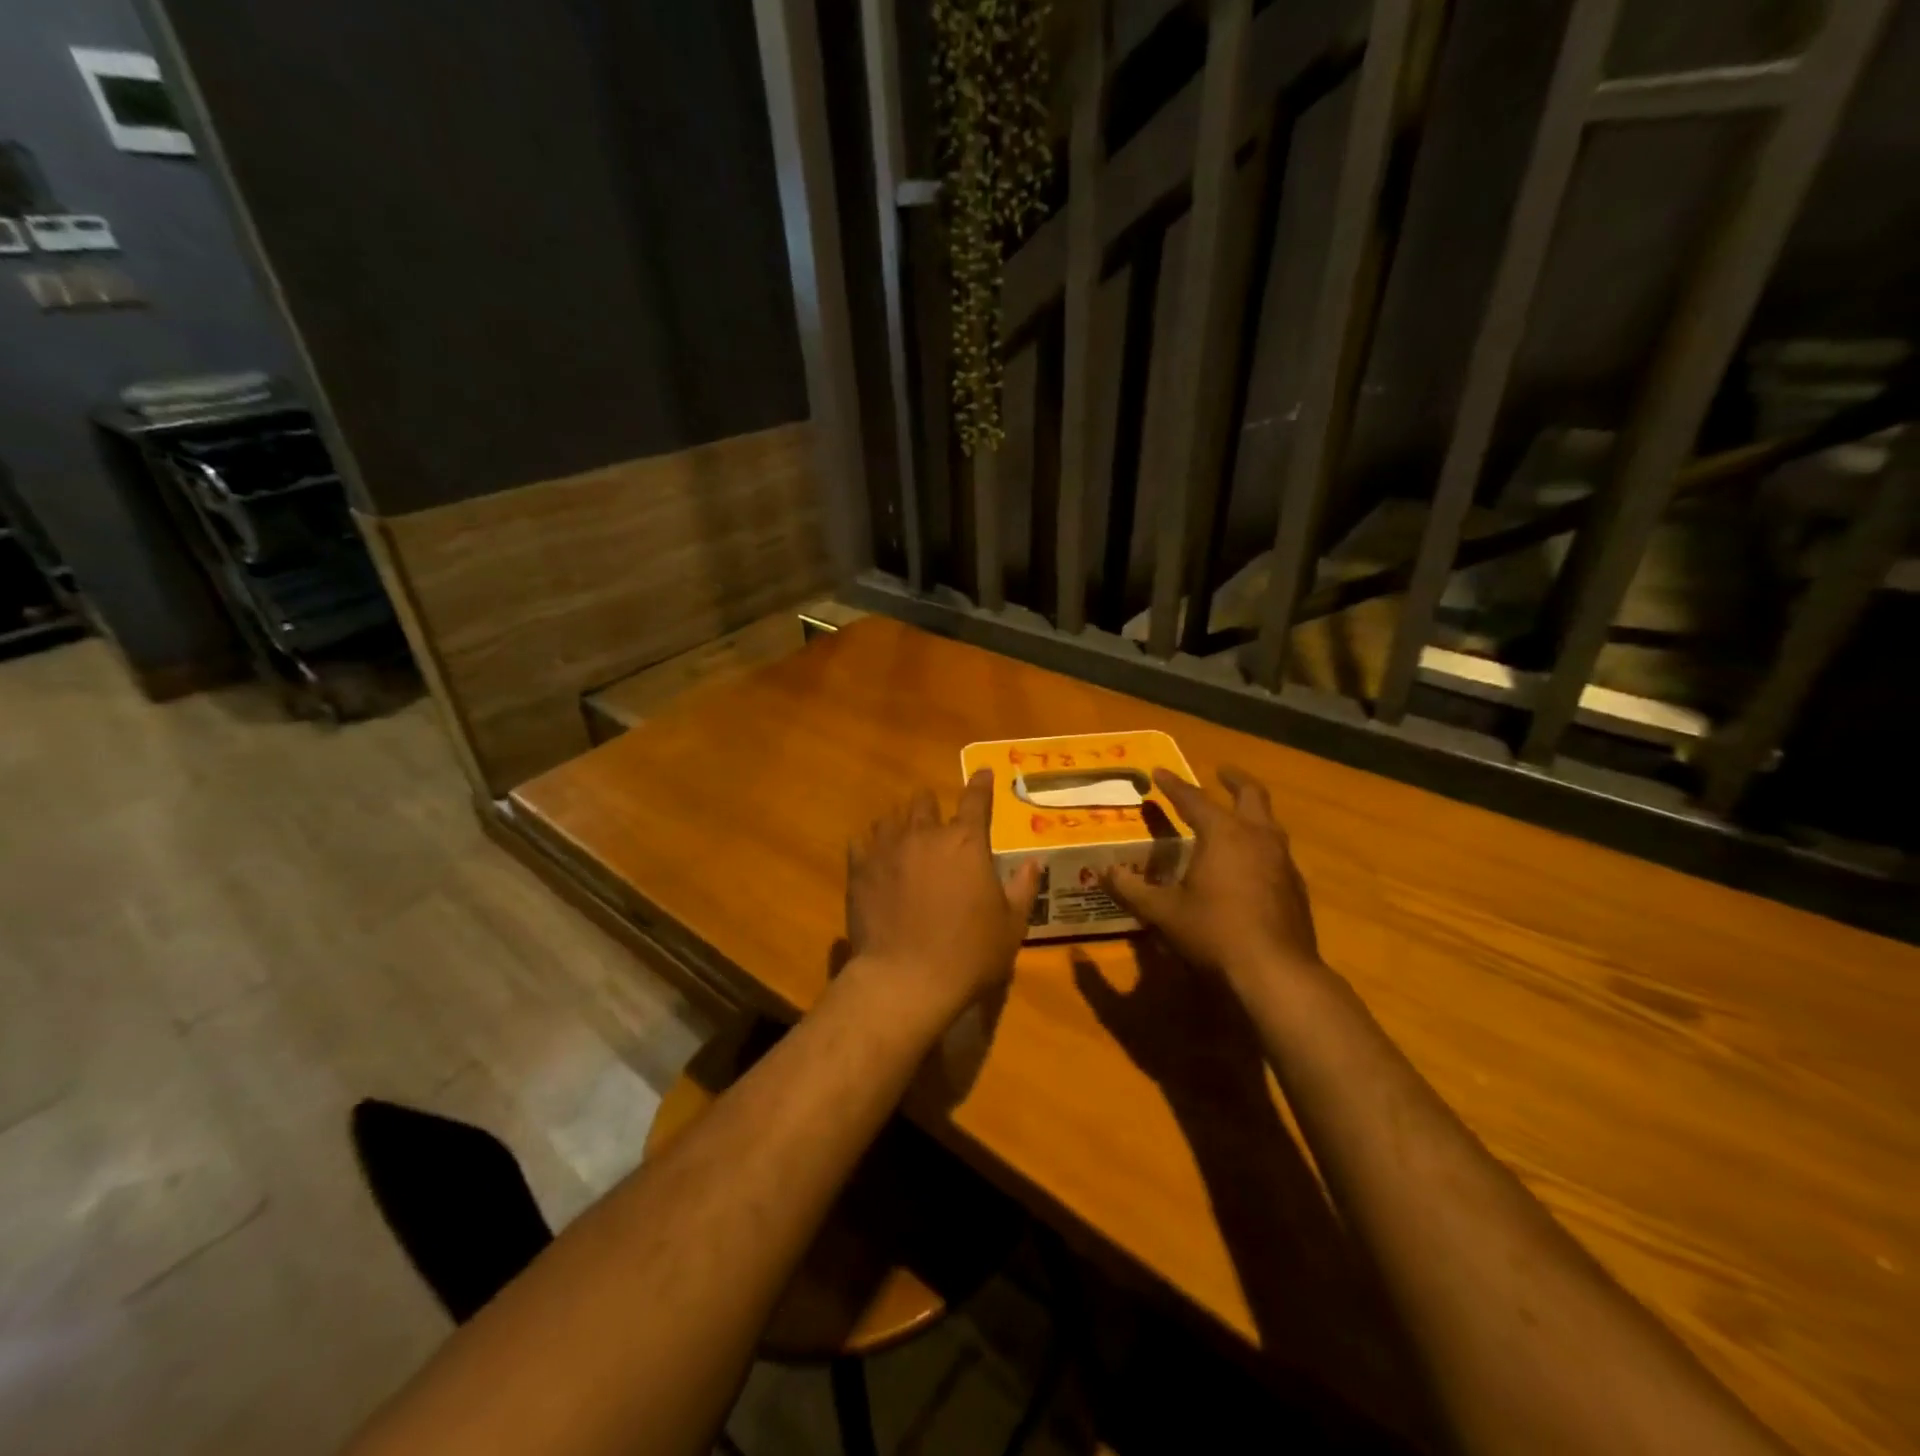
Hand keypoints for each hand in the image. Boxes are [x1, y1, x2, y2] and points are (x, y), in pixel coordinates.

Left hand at [845, 769, 1043, 1025]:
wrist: (905, 980)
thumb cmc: (969, 954)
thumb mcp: (1011, 925)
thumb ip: (1022, 888)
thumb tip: (1034, 862)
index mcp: (966, 842)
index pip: (976, 801)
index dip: (981, 785)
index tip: (983, 773)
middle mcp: (925, 835)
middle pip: (924, 801)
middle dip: (931, 804)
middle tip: (934, 816)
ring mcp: (887, 849)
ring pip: (890, 818)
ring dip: (900, 822)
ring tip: (902, 835)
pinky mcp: (859, 869)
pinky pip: (860, 843)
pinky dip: (869, 845)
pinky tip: (872, 855)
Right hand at [1105, 766, 1325, 996]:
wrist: (1276, 972)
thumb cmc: (1214, 933)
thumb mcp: (1164, 912)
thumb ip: (1132, 890)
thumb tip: (1104, 872)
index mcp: (1223, 834)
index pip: (1193, 799)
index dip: (1174, 785)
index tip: (1159, 772)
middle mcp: (1257, 837)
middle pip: (1251, 795)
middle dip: (1234, 780)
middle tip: (1221, 771)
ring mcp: (1282, 861)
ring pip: (1269, 822)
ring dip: (1251, 812)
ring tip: (1235, 816)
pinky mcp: (1295, 886)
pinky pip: (1277, 851)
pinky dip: (1261, 843)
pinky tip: (1250, 863)